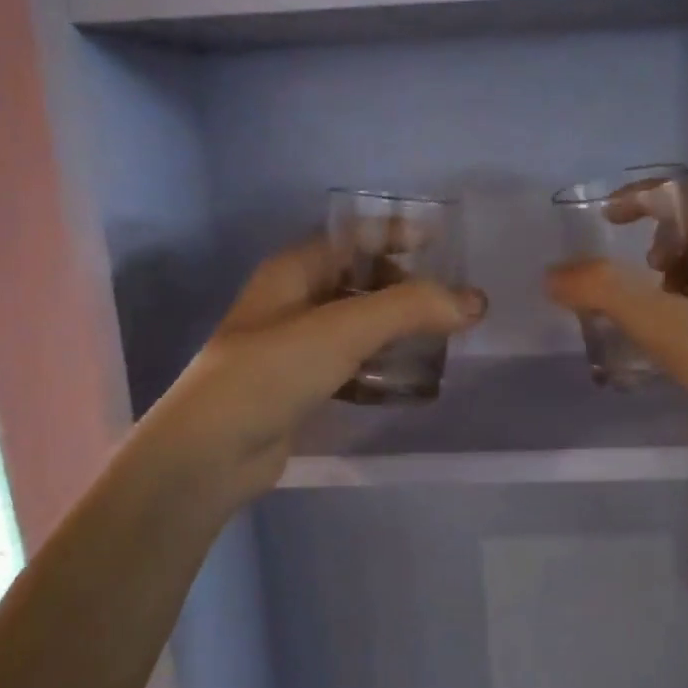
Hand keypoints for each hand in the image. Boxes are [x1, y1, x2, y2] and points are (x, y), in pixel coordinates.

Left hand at [144, 238, 486, 505]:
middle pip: (359, 280)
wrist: (212, 453)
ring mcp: (295, 346)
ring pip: (358, 325)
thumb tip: (476, 301)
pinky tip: (409, 378)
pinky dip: (380, 366)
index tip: (444, 243)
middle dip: (405, 286)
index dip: (397, 233)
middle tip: (451, 300)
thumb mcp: (343, 329)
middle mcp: (293, 301)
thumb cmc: (272, 372)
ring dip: (396, 329)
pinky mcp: (301, 387)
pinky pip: (351, 364)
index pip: (353, 237)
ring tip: (442, 337)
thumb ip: (411, 308)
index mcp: (294, 270)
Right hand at [545, 180, 687, 479]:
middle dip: (659, 232)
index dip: (643, 195)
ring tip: (647, 307)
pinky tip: (671, 337)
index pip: (687, 190)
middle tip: (636, 265)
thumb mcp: (670, 328)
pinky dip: (684, 298)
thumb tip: (555, 273)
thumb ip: (608, 294)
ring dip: (671, 267)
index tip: (606, 220)